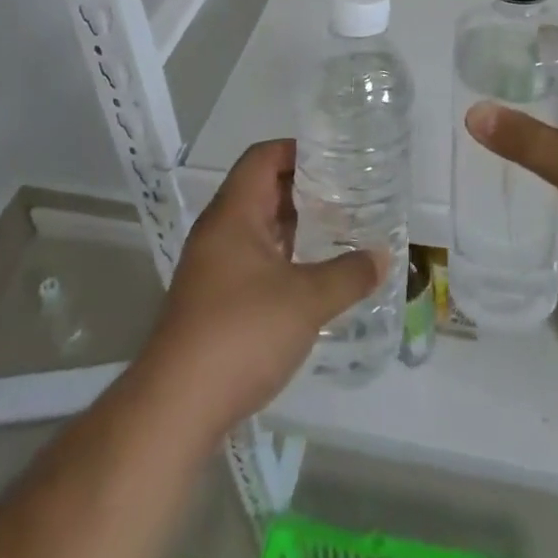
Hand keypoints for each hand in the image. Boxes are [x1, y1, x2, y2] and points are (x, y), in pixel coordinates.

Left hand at [143, 139, 384, 438]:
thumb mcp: (306, 301)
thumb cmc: (240, 333)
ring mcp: (212, 266)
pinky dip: (282, 256)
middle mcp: (218, 230)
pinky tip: (311, 275)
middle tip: (348, 192)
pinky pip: (252, 258)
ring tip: (338, 228)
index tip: (336, 156)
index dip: (298, 149)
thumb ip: (348, 274)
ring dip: (294, 225)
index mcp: (234, 213)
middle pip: (261, 188)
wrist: (175, 408)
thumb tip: (382, 256)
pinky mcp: (212, 299)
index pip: (263, 156)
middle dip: (304, 187)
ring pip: (258, 226)